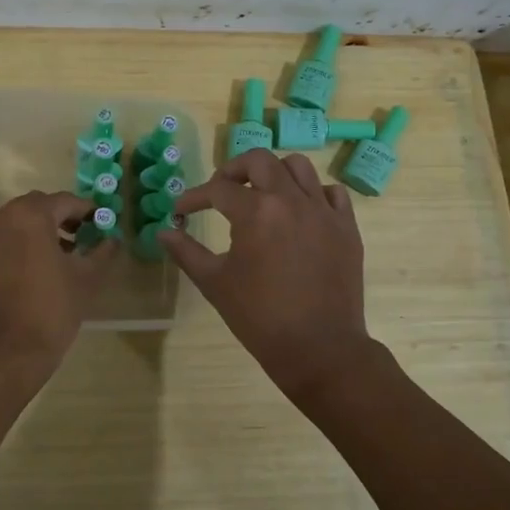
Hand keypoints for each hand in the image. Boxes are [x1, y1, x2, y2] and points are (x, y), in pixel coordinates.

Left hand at [0, 191, 117, 373]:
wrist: (2, 354)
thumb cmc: (51, 311)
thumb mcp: (87, 280)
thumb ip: (102, 252)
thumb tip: (112, 240)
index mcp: (30, 216)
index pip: (65, 201)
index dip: (87, 210)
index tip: (100, 223)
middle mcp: (0, 219)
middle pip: (35, 208)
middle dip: (59, 219)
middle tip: (79, 239)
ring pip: (13, 226)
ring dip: (36, 235)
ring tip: (56, 260)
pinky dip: (15, 252)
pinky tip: (28, 278)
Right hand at [161, 150, 375, 405]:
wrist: (319, 349)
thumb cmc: (260, 318)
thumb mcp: (214, 284)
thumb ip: (186, 252)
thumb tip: (163, 232)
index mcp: (256, 212)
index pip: (216, 189)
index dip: (193, 198)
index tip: (181, 211)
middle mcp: (291, 200)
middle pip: (259, 161)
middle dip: (233, 170)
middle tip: (221, 191)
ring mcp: (323, 211)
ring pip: (299, 167)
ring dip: (274, 173)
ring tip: (262, 193)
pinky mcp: (346, 227)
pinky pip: (331, 193)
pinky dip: (313, 193)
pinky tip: (300, 211)